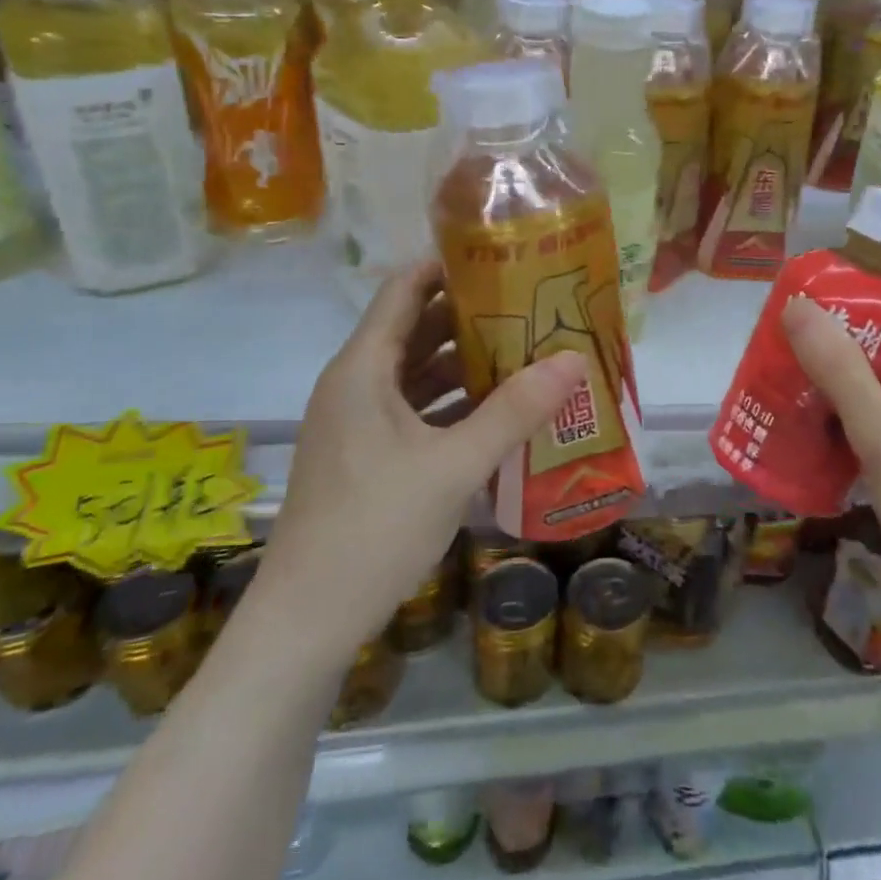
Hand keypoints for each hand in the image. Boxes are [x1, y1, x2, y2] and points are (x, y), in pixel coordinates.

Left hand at [259, 261, 587, 641]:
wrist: (306, 620)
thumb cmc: (374, 528)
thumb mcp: (454, 466)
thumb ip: (515, 411)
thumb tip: (574, 359)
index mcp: (363, 368)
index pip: (405, 289)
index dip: (450, 267)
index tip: (505, 259)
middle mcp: (357, 384)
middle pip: (416, 329)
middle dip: (473, 316)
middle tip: (533, 307)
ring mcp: (360, 422)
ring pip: (418, 373)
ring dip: (468, 363)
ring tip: (528, 353)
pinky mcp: (368, 455)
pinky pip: (417, 410)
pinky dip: (455, 403)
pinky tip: (499, 412)